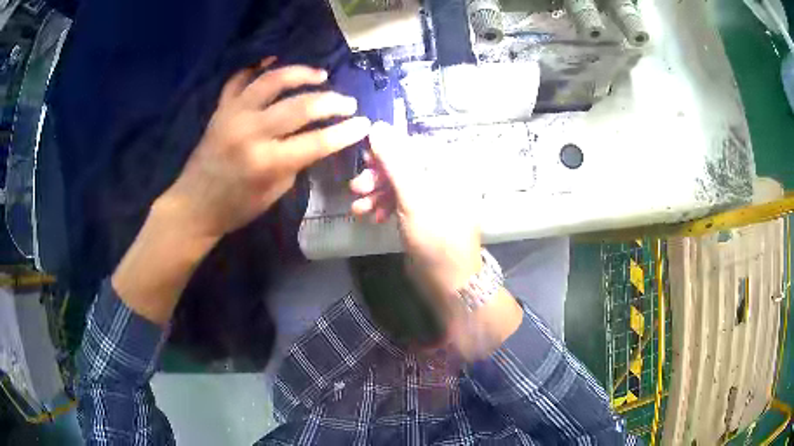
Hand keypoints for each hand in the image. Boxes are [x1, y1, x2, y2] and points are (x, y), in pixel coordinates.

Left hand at [160, 59, 370, 240]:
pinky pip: (239, 79)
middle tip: (348, 102)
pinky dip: (256, 67)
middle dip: (332, 102)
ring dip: (301, 74)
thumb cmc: (237, 207)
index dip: (345, 132)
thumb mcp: (275, 192)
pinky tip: (272, 62)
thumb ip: (297, 162)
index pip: (317, 142)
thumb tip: (317, 139)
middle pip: (300, 106)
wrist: (195, 205)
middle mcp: (251, 132)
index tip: (364, 124)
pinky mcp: (221, 109)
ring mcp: (234, 115)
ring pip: (272, 81)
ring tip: (320, 75)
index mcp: (267, 162)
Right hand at [349, 122, 481, 298]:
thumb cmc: (435, 237)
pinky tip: (370, 216)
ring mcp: (431, 197)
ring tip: (358, 207)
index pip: (413, 145)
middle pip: (403, 165)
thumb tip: (377, 126)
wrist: (449, 281)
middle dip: (377, 176)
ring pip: (398, 184)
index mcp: (447, 168)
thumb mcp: (413, 196)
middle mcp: (441, 177)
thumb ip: (395, 161)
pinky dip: (383, 206)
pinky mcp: (422, 214)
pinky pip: (399, 201)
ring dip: (375, 193)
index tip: (364, 158)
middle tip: (356, 187)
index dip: (386, 149)